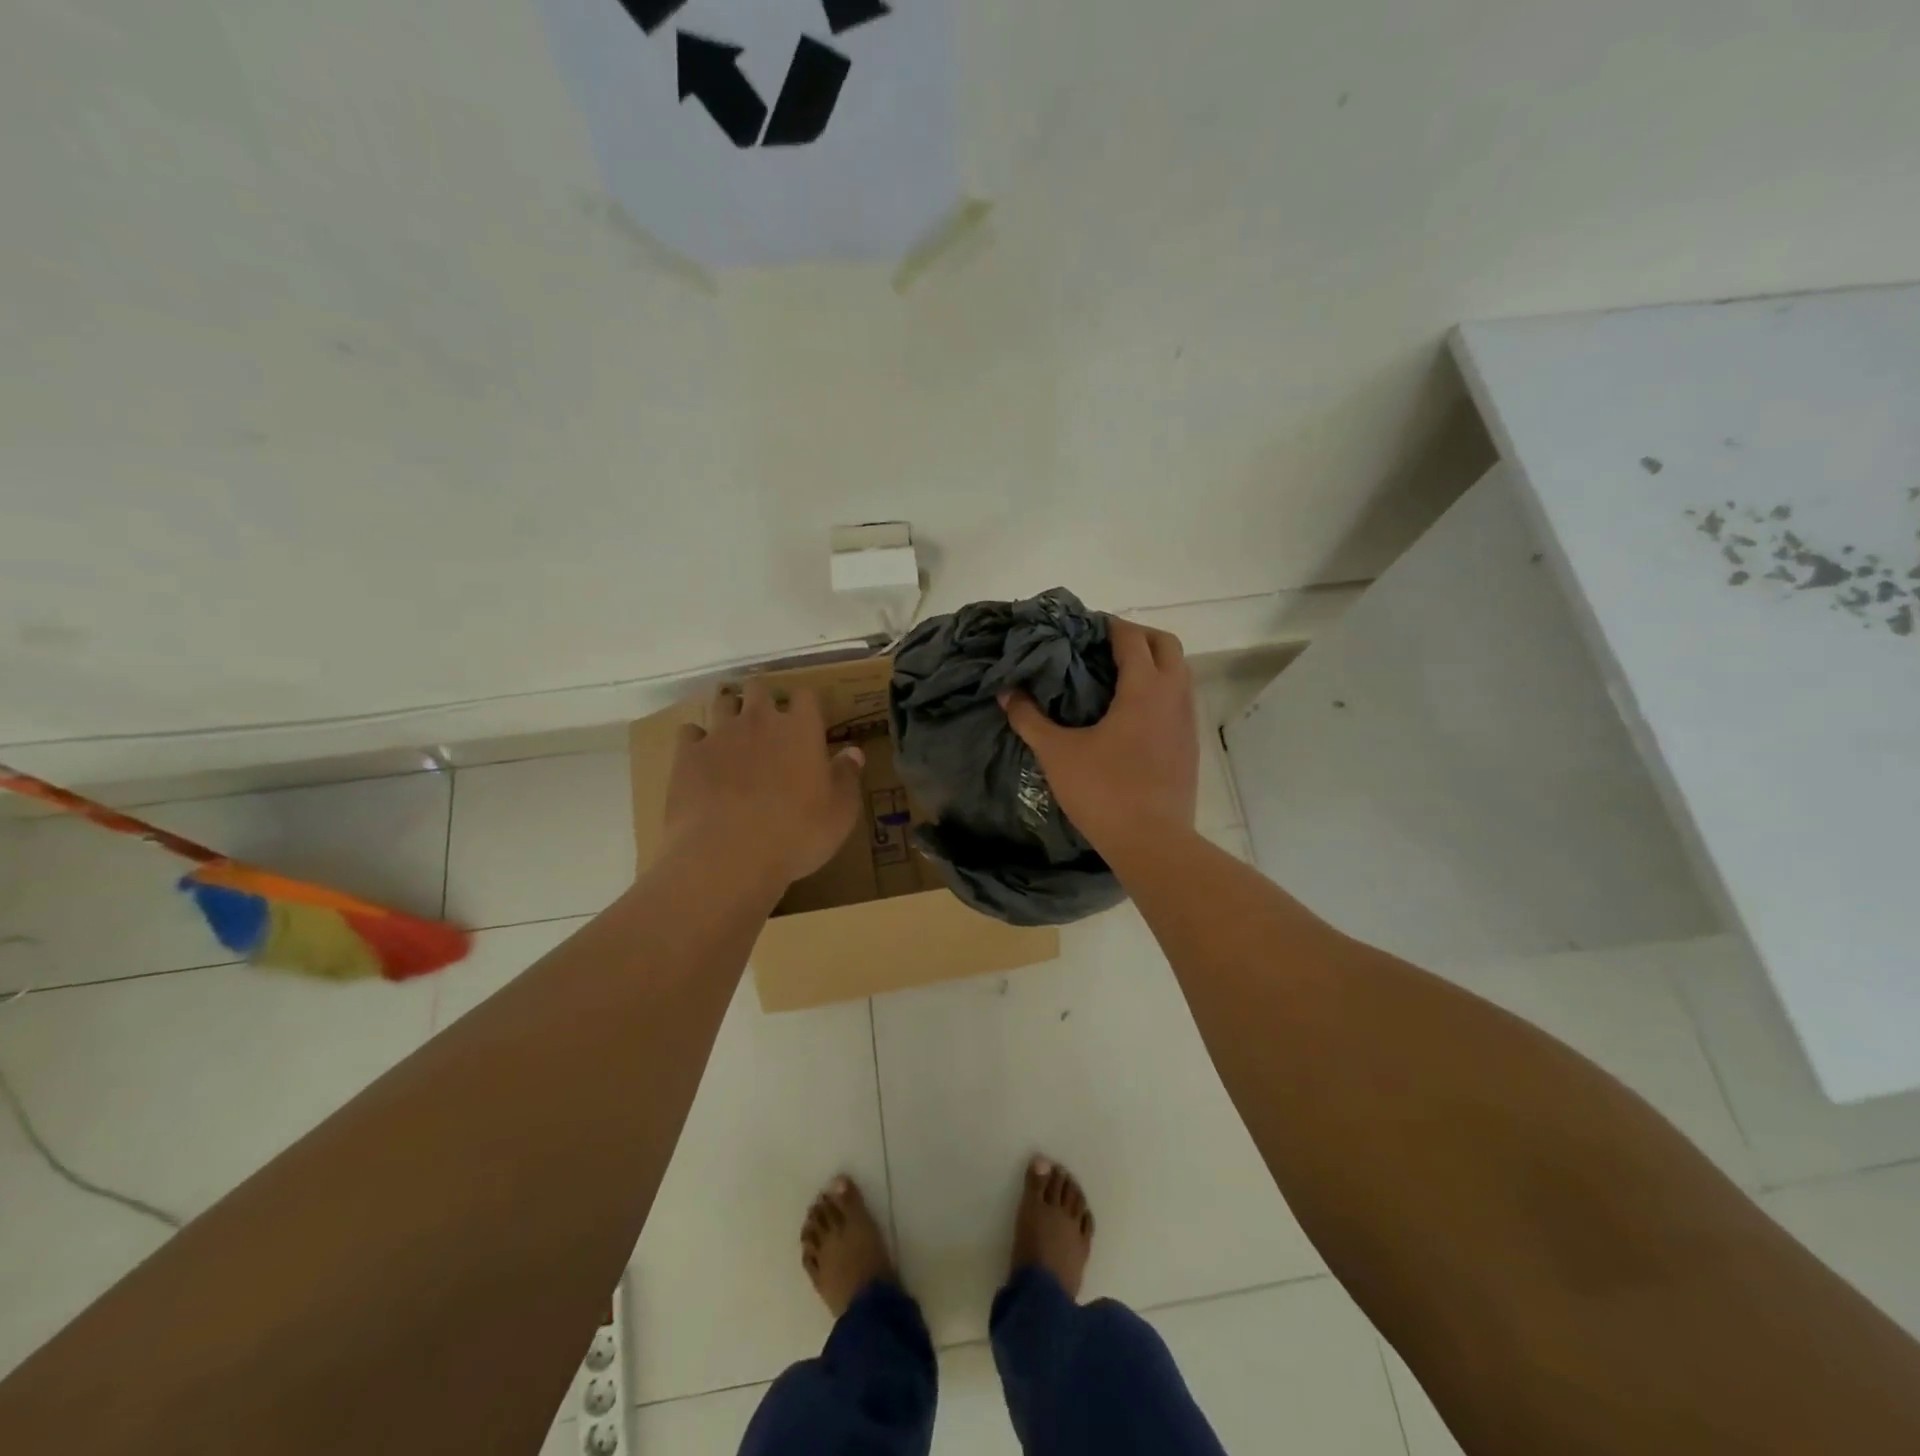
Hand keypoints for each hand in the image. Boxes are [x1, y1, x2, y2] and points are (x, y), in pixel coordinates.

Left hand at [663, 680, 865, 893]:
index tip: (808, 718)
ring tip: (734, 733)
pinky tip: (701, 757)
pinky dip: (696, 740)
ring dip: (730, 711)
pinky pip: (689, 732)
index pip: (806, 695)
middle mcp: (759, 721)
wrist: (728, 856)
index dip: (806, 702)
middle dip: (763, 698)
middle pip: (759, 688)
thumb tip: (853, 752)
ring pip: (722, 702)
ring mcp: (719, 735)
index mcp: (801, 730)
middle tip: (768, 721)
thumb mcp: (840, 813)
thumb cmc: (796, 835)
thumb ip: (847, 777)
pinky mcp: (687, 755)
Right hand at [1001, 619, 1198, 853]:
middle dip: (1136, 637)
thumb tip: (1006, 693)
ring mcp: (1187, 721)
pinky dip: (1159, 692)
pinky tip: (1131, 716)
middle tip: (1102, 648)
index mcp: (1144, 688)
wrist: (1152, 842)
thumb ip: (1030, 719)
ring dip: (1152, 664)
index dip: (1107, 626)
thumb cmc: (1104, 791)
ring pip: (1179, 673)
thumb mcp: (1057, 753)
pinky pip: (1179, 701)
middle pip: (1165, 644)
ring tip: (1115, 679)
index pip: (1131, 637)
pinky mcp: (1189, 746)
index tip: (1082, 629)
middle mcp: (1174, 696)